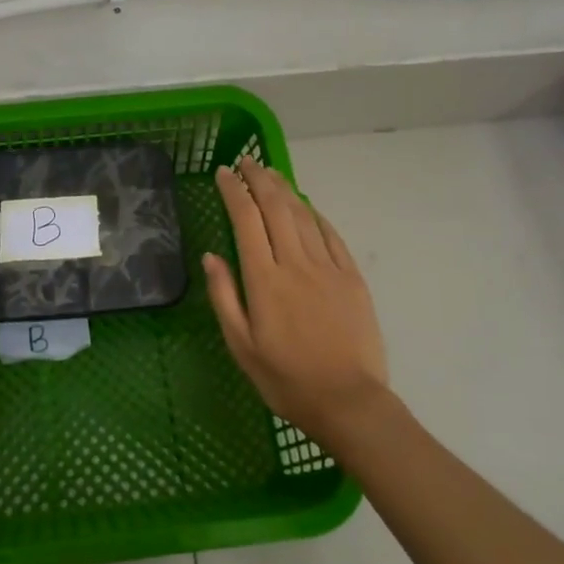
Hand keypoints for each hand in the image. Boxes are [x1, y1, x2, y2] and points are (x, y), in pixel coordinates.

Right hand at [203, 160, 391, 446]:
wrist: (349, 402)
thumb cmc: (286, 380)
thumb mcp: (241, 346)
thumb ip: (224, 297)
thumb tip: (211, 256)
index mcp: (264, 280)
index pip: (245, 220)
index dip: (234, 191)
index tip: (224, 173)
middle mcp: (295, 264)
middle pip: (275, 208)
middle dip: (259, 179)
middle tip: (248, 161)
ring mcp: (328, 268)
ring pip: (303, 216)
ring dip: (285, 189)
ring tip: (272, 173)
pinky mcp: (352, 278)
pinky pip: (332, 235)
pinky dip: (315, 214)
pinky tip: (306, 205)